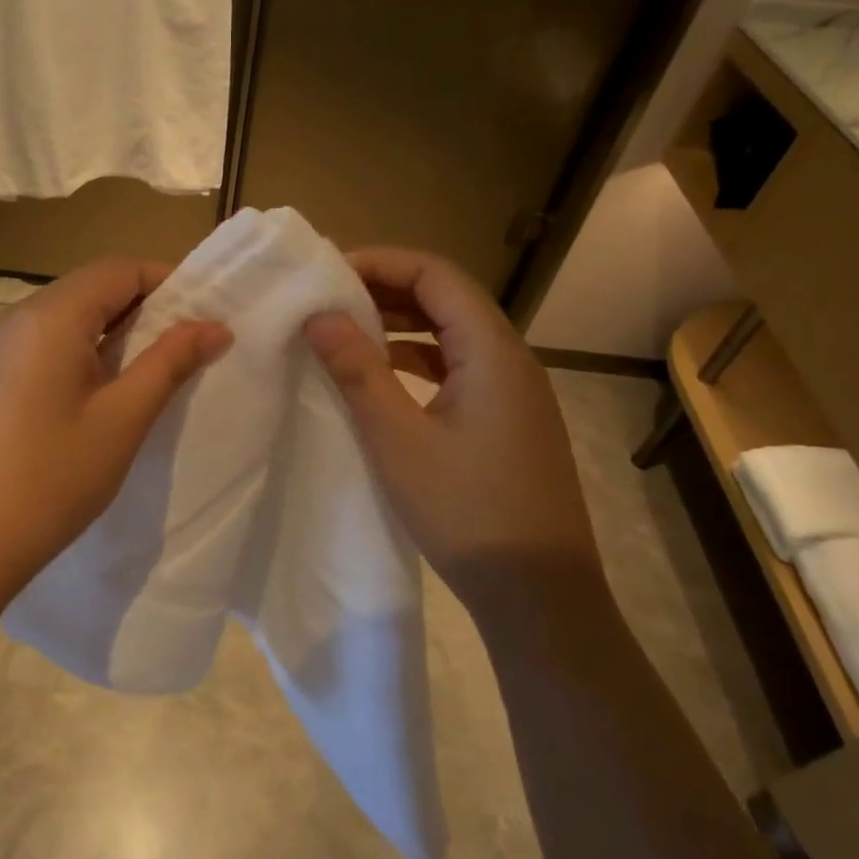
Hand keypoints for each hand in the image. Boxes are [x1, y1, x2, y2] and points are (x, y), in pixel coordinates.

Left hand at [0, 259, 231, 607]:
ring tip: (148, 370)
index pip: (118, 270)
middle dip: (142, 306)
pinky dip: (79, 352)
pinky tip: (95, 393)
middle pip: (89, 289)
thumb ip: (170, 363)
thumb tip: (215, 327)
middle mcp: (15, 319)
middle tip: (185, 345)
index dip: (167, 281)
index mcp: (49, 317)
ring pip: (64, 318)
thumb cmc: (51, 479)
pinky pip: (40, 345)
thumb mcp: (122, 419)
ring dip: (111, 331)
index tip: (205, 313)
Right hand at [304, 247, 603, 610]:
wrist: (539, 596)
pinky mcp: (508, 420)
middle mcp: (511, 359)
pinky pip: (459, 367)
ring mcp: (514, 392)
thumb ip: (357, 370)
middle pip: (447, 298)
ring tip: (347, 328)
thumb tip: (319, 316)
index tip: (328, 274)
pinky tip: (383, 375)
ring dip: (401, 323)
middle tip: (329, 297)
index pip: (436, 274)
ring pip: (453, 333)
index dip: (381, 263)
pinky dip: (417, 358)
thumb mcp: (397, 438)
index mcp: (492, 351)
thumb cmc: (466, 510)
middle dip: (387, 288)